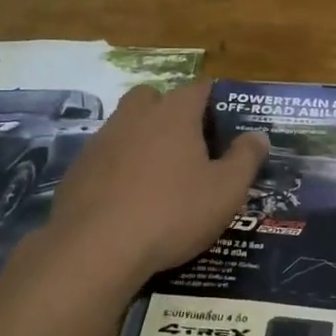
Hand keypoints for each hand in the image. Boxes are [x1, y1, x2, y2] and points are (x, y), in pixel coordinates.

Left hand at [48, 81, 268, 281]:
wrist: (97, 247)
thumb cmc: (173, 213)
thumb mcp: (225, 191)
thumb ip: (245, 159)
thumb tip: (258, 135)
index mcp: (174, 114)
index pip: (197, 88)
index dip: (212, 99)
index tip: (223, 118)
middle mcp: (134, 116)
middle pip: (153, 97)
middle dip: (169, 110)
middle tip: (188, 143)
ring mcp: (101, 140)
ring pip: (125, 124)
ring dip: (141, 138)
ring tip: (159, 173)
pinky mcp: (78, 168)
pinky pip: (104, 155)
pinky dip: (118, 166)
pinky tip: (127, 197)